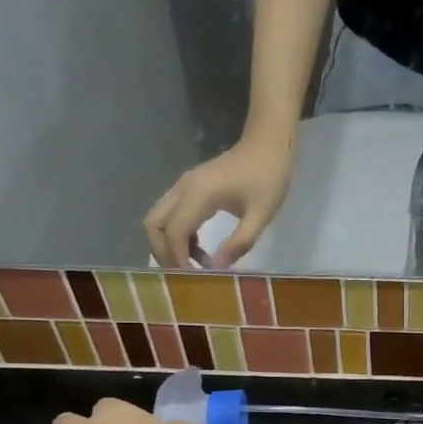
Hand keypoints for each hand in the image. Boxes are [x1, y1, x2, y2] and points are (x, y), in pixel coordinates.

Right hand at [143, 133, 293, 268]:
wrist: (268, 144)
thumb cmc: (268, 177)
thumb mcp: (261, 215)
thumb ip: (239, 242)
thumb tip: (216, 268)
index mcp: (198, 195)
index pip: (174, 233)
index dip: (178, 259)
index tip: (192, 280)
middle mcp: (182, 189)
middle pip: (153, 225)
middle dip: (163, 253)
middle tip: (185, 276)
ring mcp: (184, 187)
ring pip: (159, 220)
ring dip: (169, 245)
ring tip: (196, 266)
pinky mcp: (190, 189)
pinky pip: (171, 215)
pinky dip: (178, 236)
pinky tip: (200, 251)